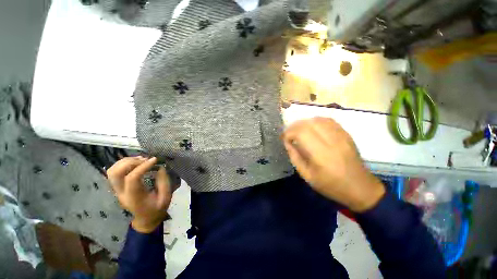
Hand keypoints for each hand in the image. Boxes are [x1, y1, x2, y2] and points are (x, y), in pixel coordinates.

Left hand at [107, 156, 173, 232]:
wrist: (146, 218)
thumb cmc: (157, 208)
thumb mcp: (166, 197)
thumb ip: (164, 182)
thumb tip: (160, 168)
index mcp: (134, 197)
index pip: (132, 179)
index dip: (143, 167)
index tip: (155, 160)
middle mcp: (121, 193)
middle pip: (115, 173)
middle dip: (130, 162)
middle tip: (145, 159)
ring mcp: (117, 190)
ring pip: (112, 171)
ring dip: (126, 161)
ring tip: (141, 159)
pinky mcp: (118, 187)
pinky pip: (114, 171)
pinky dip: (124, 163)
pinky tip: (136, 162)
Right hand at [282, 117, 384, 211]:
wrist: (360, 187)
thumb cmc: (330, 185)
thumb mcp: (307, 176)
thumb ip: (295, 157)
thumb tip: (287, 143)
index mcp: (321, 155)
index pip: (301, 133)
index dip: (289, 133)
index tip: (284, 139)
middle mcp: (332, 141)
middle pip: (309, 123)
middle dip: (294, 126)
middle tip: (289, 133)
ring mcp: (341, 136)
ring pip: (318, 119)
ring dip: (305, 122)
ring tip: (298, 130)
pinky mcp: (346, 134)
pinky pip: (329, 120)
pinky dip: (316, 121)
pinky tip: (312, 127)